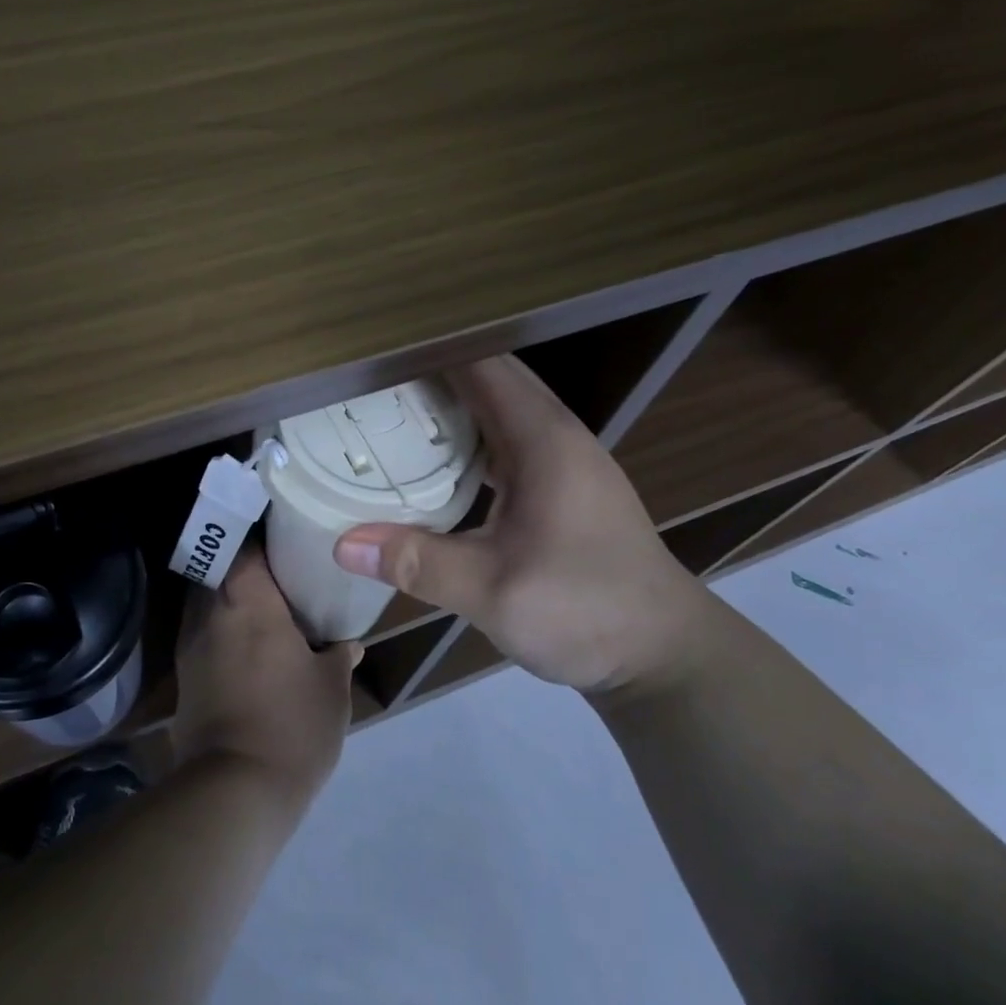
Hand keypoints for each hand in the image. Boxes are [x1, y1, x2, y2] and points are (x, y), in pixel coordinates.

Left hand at [171, 550, 362, 804]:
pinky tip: (248, 649)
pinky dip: (223, 633)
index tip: (287, 539)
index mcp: (247, 599)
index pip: (247, 545)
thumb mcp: (332, 688)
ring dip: (232, 601)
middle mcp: (210, 611)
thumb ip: (339, 656)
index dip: (265, 538)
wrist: (234, 790)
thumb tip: (348, 644)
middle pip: (222, 569)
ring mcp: (190, 645)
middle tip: (281, 574)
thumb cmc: (293, 724)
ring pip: (209, 603)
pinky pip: (203, 636)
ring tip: (266, 609)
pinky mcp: (183, 678)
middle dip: (248, 568)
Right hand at [332, 356, 709, 692]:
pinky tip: (432, 463)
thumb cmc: (584, 610)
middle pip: (488, 378)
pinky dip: (466, 438)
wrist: (662, 653)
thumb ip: (417, 563)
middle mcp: (555, 435)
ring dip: (449, 404)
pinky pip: (505, 441)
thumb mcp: (492, 591)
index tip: (371, 355)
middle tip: (365, 383)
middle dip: (429, 373)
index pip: (480, 364)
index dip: (426, 352)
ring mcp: (563, 460)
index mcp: (542, 439)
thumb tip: (342, 543)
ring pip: (497, 409)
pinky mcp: (562, 486)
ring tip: (386, 411)